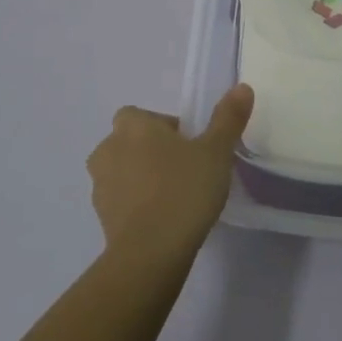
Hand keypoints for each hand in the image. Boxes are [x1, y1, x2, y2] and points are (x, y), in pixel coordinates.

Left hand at [87, 85, 253, 263]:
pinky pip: (121, 201)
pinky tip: (163, 220)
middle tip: (186, 170)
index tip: (190, 146)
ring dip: (142, 178)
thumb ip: (228, 118)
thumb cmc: (184, 190)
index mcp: (132, 126)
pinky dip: (137, 205)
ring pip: (123, 171)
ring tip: (175, 197)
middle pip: (131, 142)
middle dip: (152, 152)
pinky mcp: (101, 217)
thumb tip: (242, 87)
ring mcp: (99, 185)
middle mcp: (108, 148)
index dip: (165, 127)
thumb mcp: (216, 152)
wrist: (150, 253)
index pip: (142, 116)